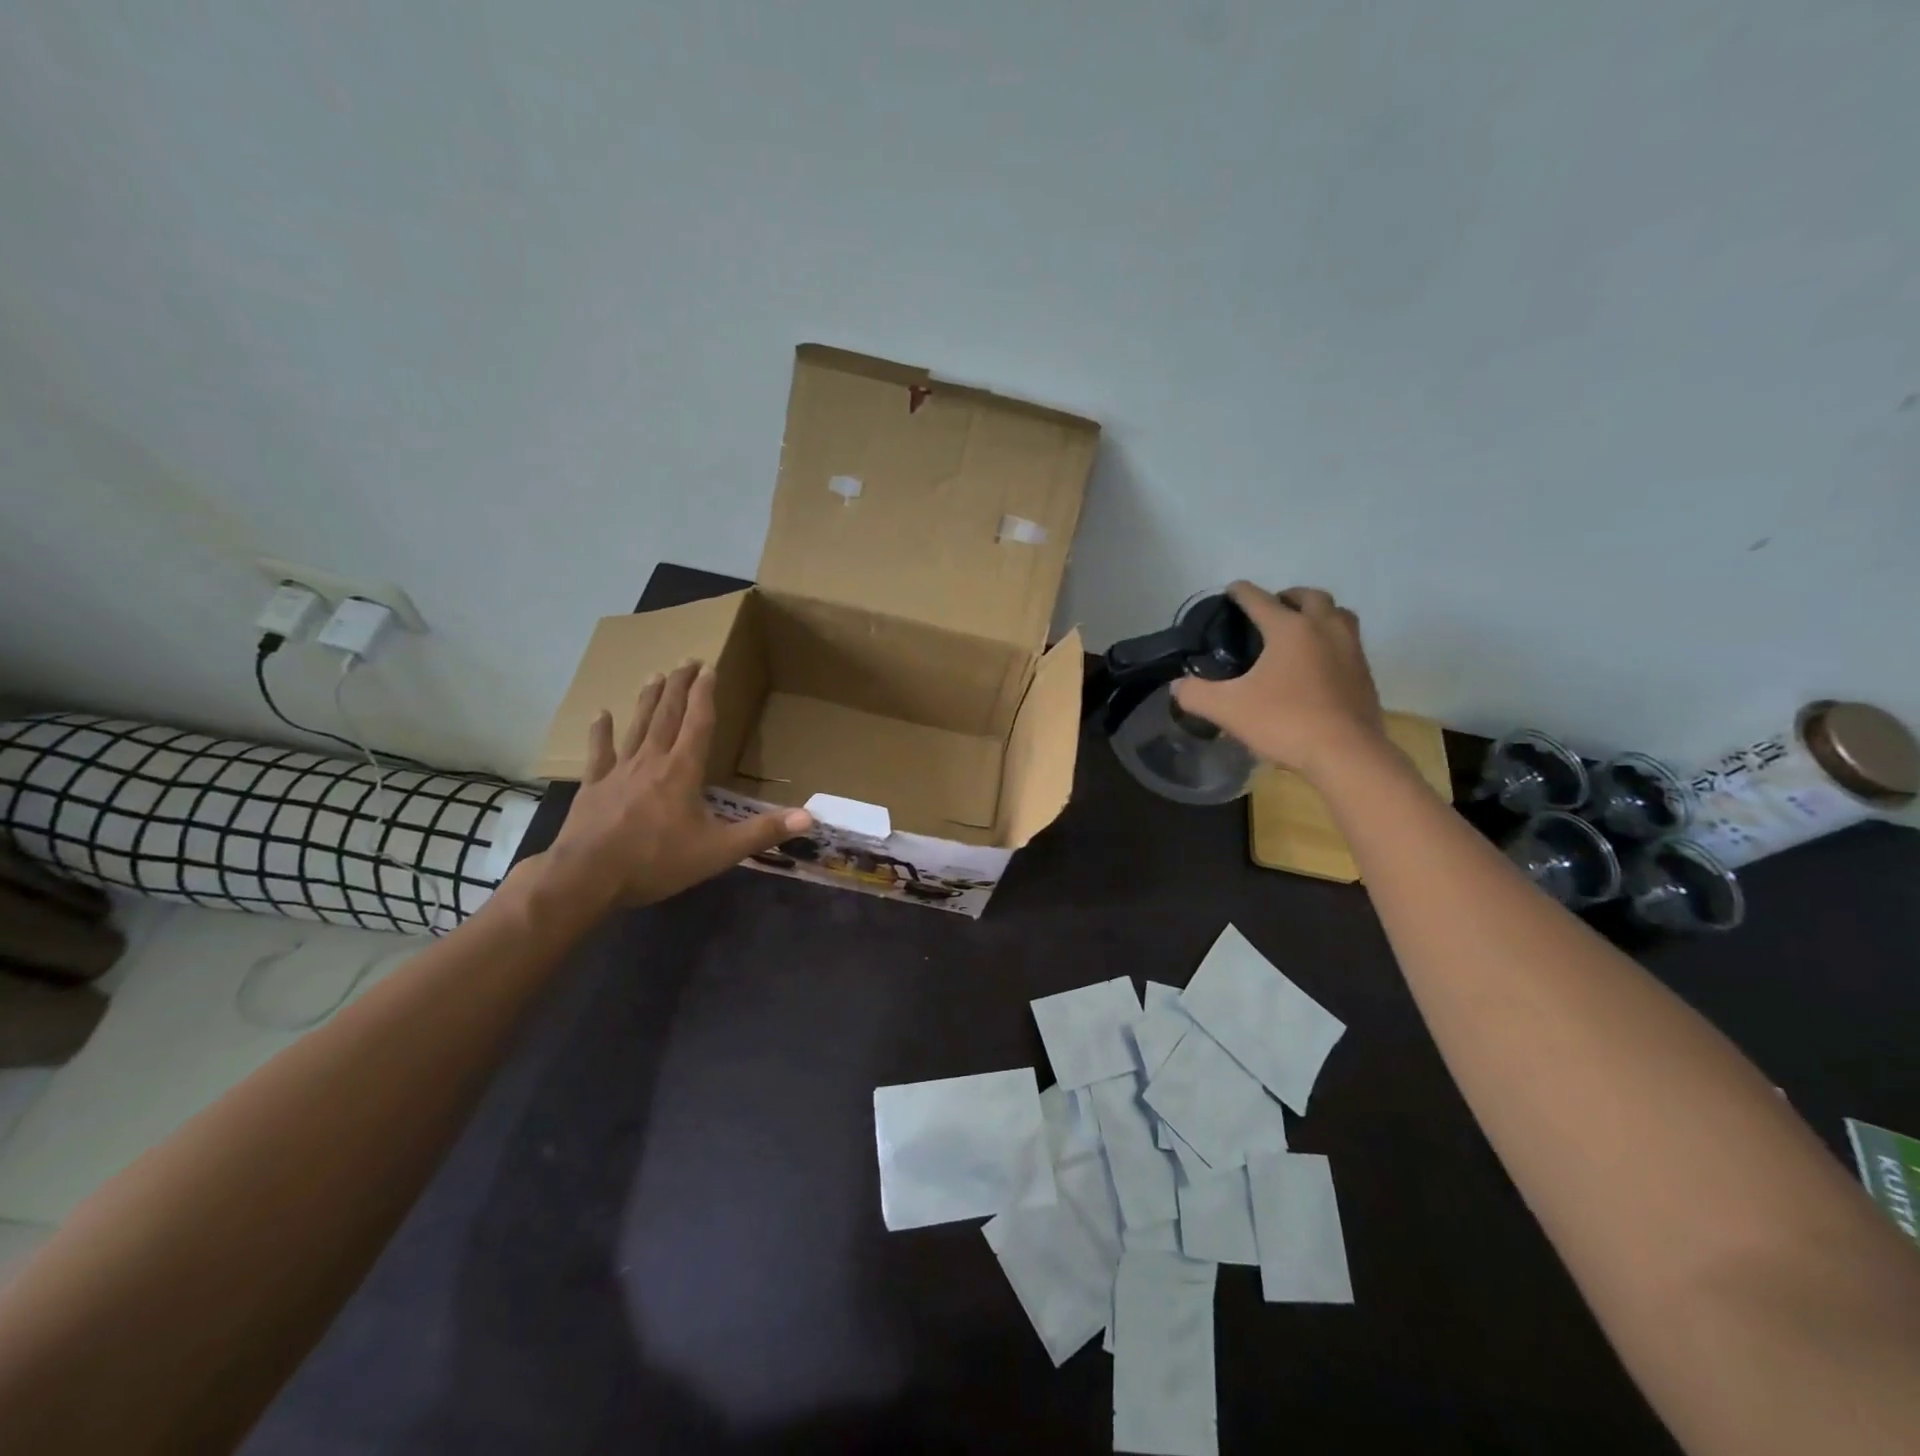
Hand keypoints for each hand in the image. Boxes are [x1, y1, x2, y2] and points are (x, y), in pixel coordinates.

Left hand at [533, 662, 812, 913]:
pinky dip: (601, 732)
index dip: (705, 695)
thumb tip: (809, 818)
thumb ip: (763, 832)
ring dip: (648, 700)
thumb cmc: (657, 861)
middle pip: (667, 715)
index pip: (698, 723)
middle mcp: (652, 761)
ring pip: (637, 726)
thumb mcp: (719, 851)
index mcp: (683, 771)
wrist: (587, 877)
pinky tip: (600, 714)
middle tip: (686, 661)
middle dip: (679, 686)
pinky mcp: (594, 787)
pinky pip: (599, 753)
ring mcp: (619, 771)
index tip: (709, 668)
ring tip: (654, 675)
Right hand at [1172, 583, 1386, 782]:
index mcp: (1290, 629)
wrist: (1346, 754)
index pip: (1260, 599)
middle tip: (1271, 610)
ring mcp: (1351, 650)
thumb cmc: (1285, 722)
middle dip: (1288, 596)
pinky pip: (1348, 643)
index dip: (1242, 593)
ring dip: (1318, 614)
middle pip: (1310, 597)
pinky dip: (1331, 642)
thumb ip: (1196, 694)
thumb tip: (1177, 686)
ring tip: (1300, 630)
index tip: (1232, 590)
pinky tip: (1317, 665)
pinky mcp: (1364, 675)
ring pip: (1338, 615)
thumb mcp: (1228, 709)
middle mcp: (1324, 629)